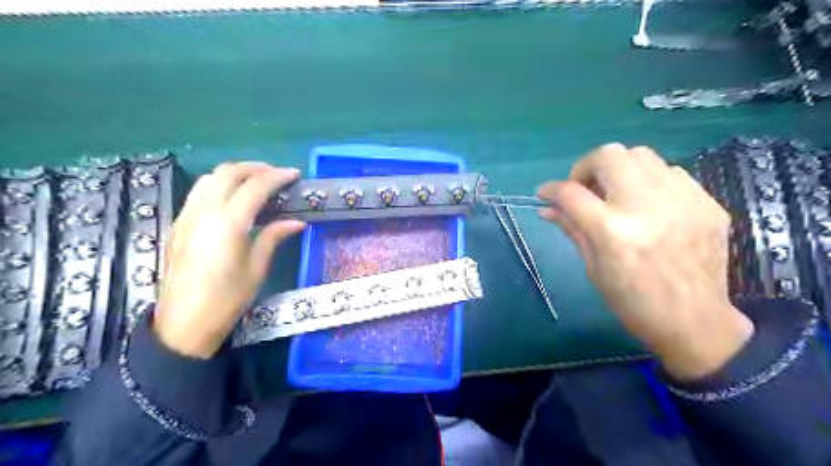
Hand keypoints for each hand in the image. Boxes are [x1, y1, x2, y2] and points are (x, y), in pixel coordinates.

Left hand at [152, 162, 303, 358]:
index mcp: (228, 223)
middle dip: (255, 167)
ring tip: (256, 182)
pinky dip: (220, 185)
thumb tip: (297, 222)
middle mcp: (204, 212)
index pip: (255, 186)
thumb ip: (274, 237)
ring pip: (209, 178)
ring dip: (235, 173)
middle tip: (276, 174)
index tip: (294, 175)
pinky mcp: (178, 224)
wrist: (183, 324)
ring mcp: (186, 216)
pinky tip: (234, 199)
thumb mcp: (257, 268)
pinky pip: (199, 192)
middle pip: (228, 172)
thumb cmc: (227, 299)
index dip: (277, 177)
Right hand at [536, 143, 758, 380]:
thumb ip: (571, 228)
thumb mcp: (592, 267)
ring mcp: (682, 201)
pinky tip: (648, 204)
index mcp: (613, 231)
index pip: (571, 192)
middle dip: (586, 168)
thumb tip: (548, 207)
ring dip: (618, 169)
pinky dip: (649, 181)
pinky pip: (670, 172)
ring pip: (641, 155)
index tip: (545, 193)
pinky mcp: (707, 203)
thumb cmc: (633, 301)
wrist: (695, 322)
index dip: (551, 189)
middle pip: (608, 155)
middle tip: (584, 189)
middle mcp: (647, 206)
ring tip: (616, 194)